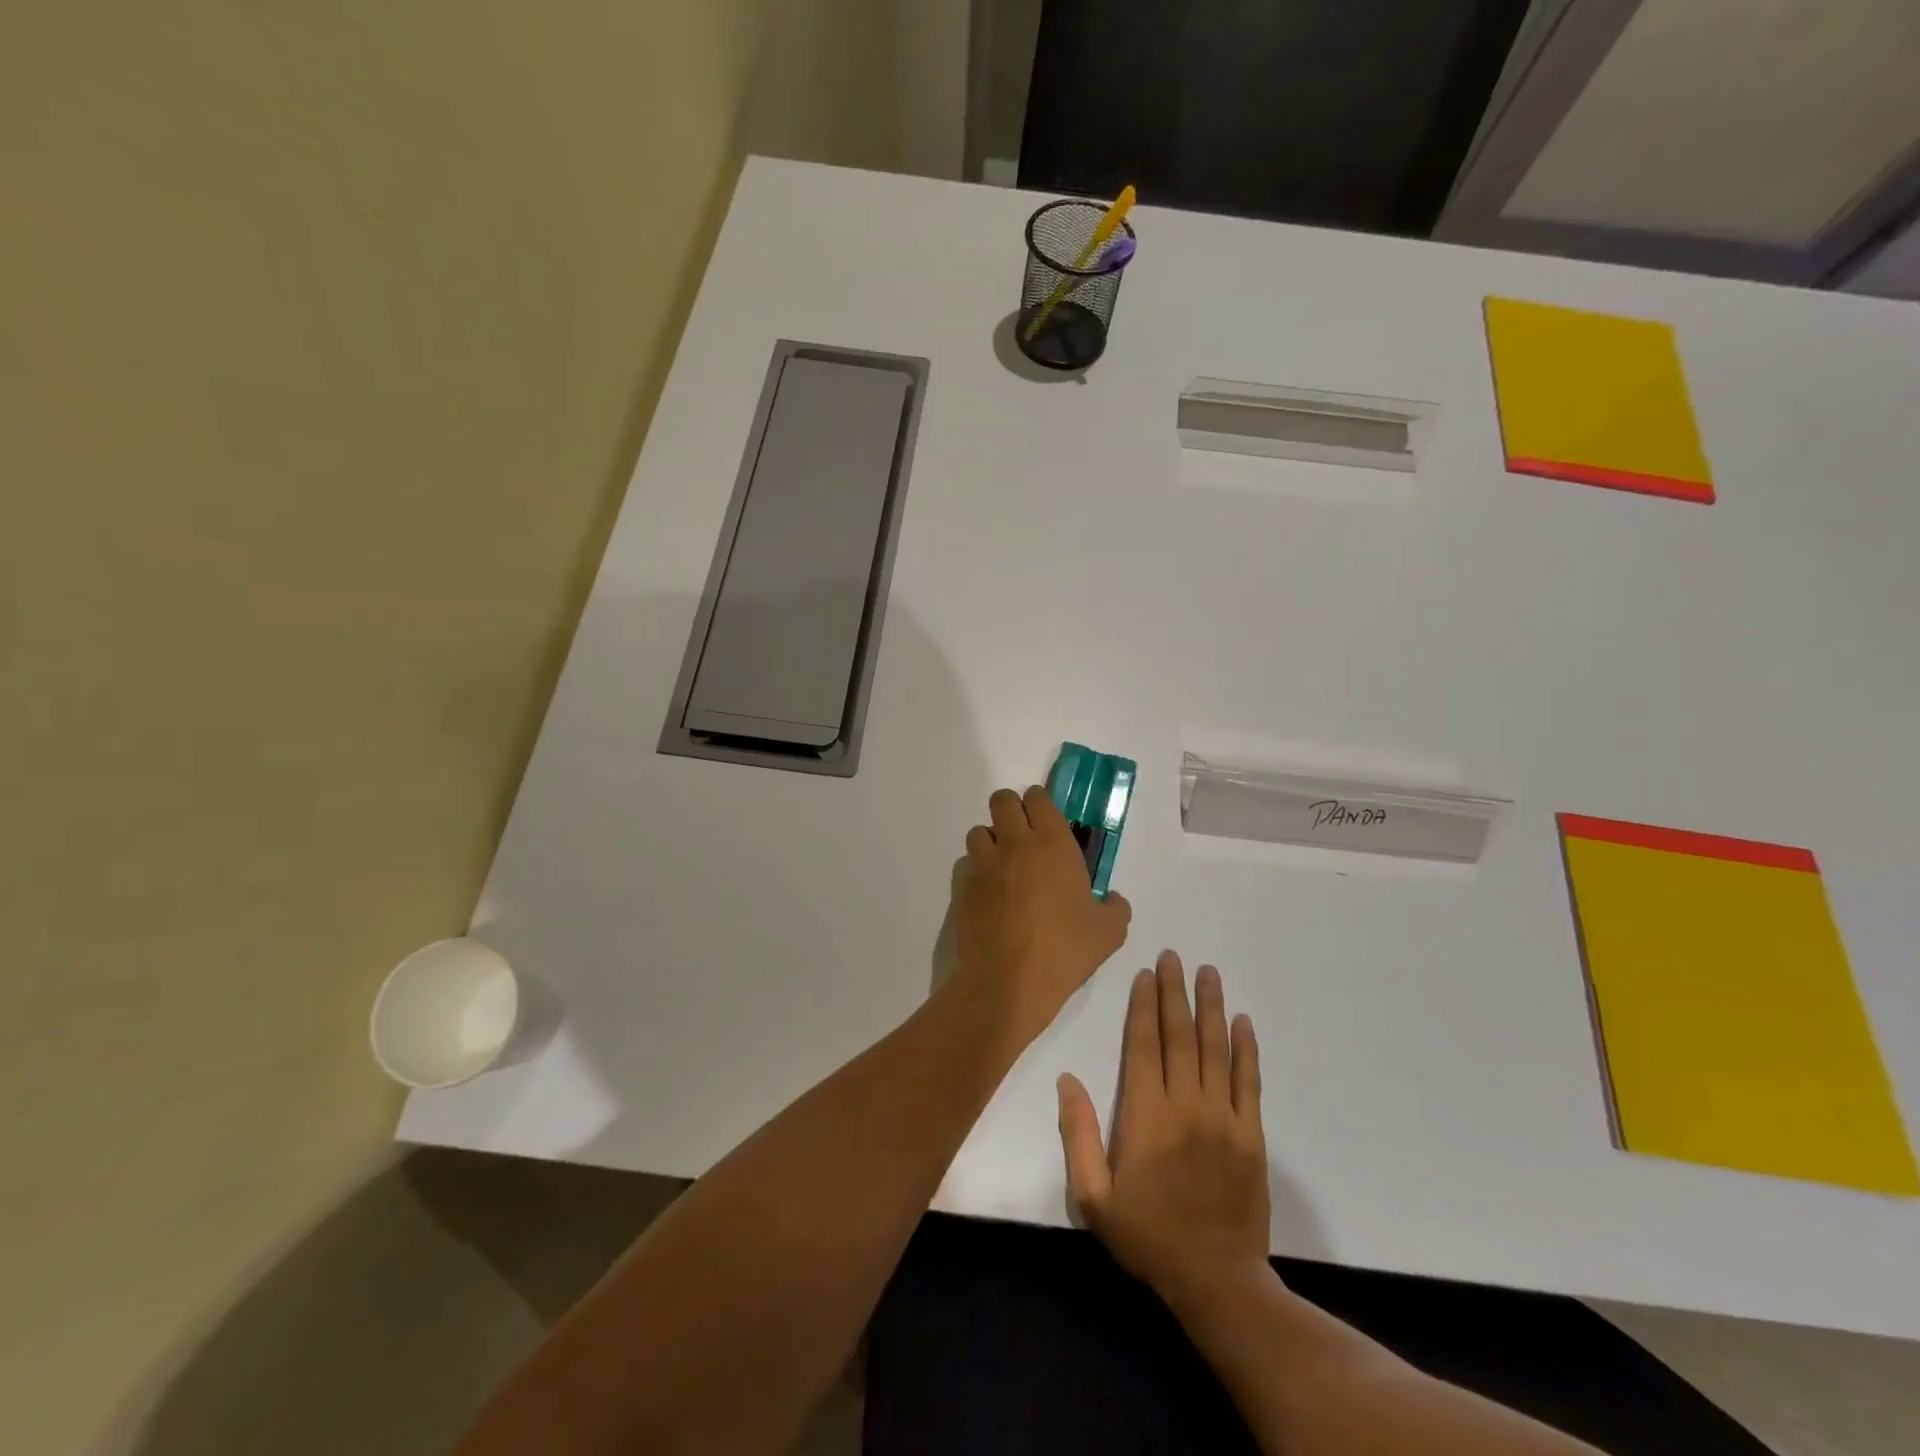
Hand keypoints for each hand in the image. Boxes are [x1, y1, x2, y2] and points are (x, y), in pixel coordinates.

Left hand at [950, 786, 1131, 1050]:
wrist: (1007, 983)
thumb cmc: (1063, 952)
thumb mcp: (1108, 933)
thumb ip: (1115, 908)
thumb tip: (1112, 900)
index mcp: (1053, 844)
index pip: (1038, 797)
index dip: (1040, 804)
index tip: (1046, 822)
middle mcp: (1015, 843)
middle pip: (1002, 800)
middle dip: (1011, 811)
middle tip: (1023, 838)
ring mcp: (984, 863)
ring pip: (980, 831)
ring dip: (991, 842)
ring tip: (1004, 868)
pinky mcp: (962, 885)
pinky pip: (966, 864)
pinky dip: (976, 871)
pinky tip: (988, 895)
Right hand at [1058, 951, 1270, 1313]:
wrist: (1216, 1279)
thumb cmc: (1147, 1235)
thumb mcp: (1093, 1196)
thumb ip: (1078, 1134)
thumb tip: (1067, 1080)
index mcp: (1145, 1114)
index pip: (1144, 1044)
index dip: (1144, 1005)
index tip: (1146, 974)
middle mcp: (1185, 1103)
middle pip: (1179, 1035)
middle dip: (1175, 992)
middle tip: (1174, 956)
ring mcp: (1222, 1116)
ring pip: (1215, 1048)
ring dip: (1211, 1007)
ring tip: (1208, 972)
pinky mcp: (1250, 1134)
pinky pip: (1249, 1080)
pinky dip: (1246, 1048)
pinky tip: (1242, 1021)